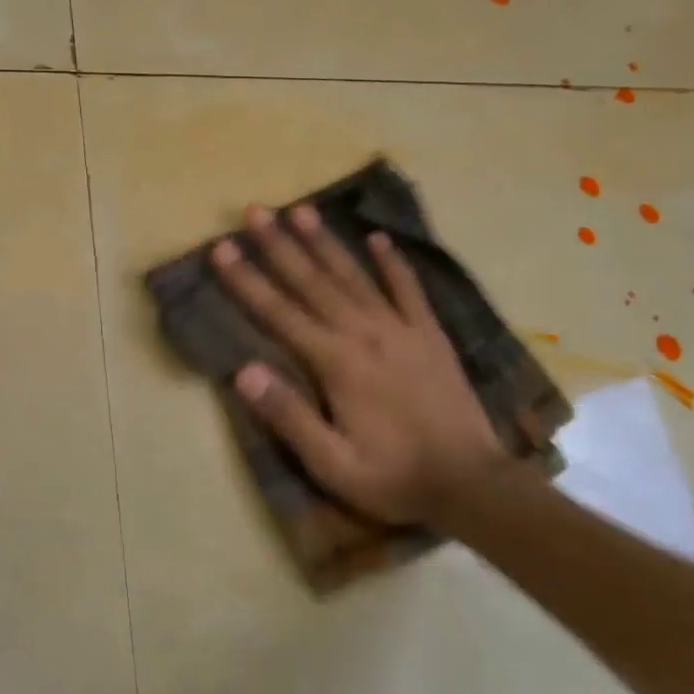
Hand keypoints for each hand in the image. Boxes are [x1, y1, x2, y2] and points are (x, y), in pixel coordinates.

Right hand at [211, 204, 507, 525]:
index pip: (279, 312)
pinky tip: (378, 238)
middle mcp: (364, 333)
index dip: (247, 279)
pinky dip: (393, 262)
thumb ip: (288, 416)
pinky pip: (409, 289)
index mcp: (335, 363)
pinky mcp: (430, 335)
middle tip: (254, 211)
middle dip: (279, 245)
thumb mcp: (332, 464)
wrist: (472, 484)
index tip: (222, 247)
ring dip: (325, 242)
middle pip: (312, 281)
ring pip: (354, 275)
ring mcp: (401, 329)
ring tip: (301, 209)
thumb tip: (242, 371)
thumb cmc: (393, 478)